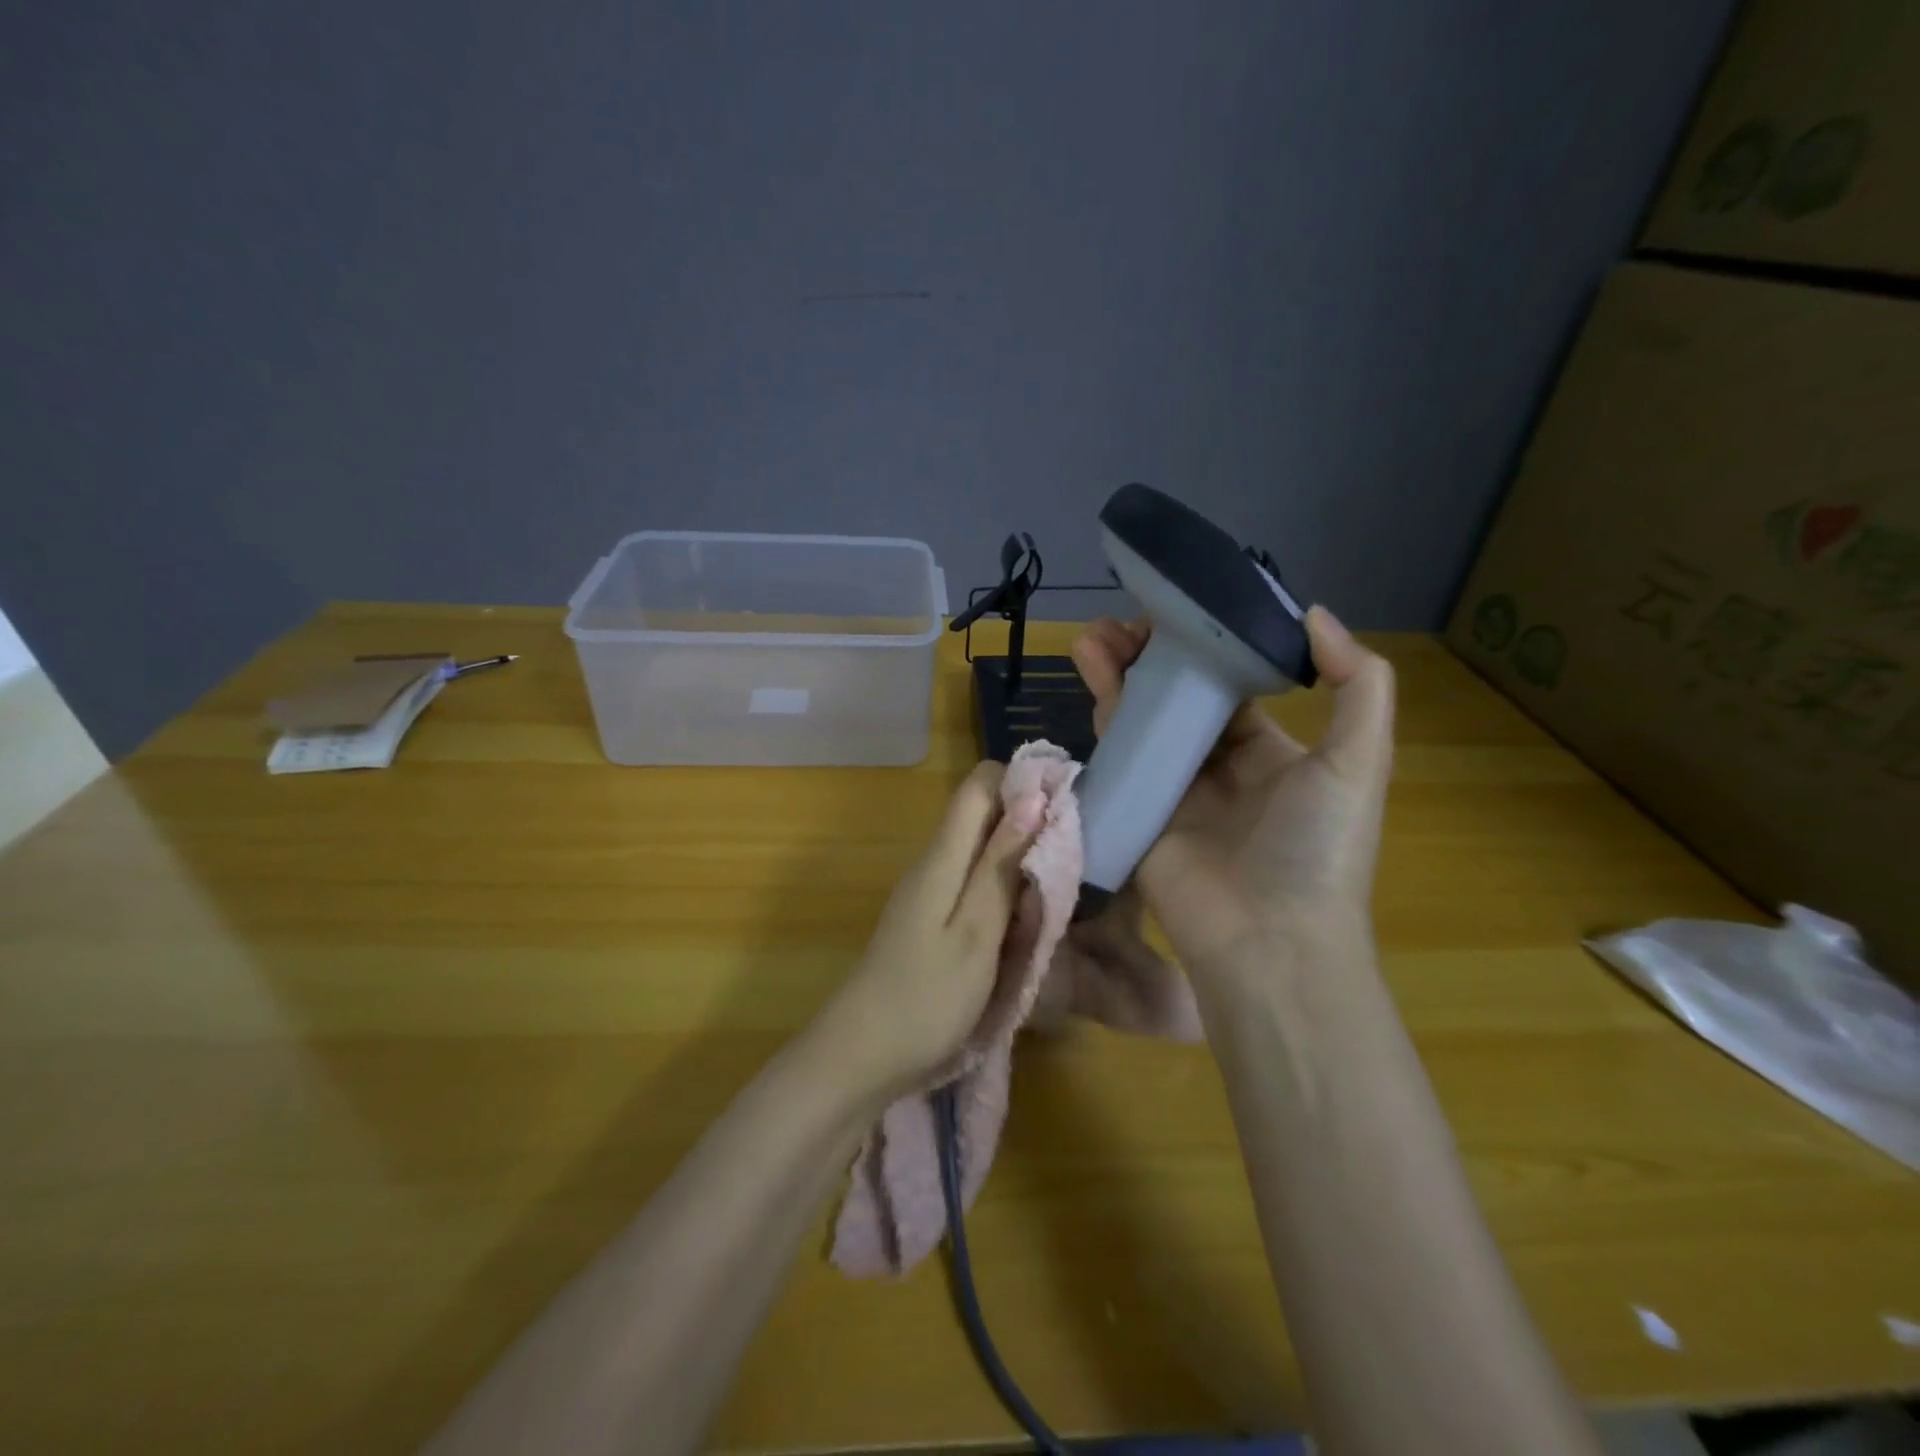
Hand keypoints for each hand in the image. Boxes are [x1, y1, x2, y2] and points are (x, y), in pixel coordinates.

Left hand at [816, 762, 1045, 1098]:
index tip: (1067, 803)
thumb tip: (1033, 798)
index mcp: (942, 857)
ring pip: (981, 851)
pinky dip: (1004, 891)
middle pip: (983, 814)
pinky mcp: (930, 921)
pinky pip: (973, 885)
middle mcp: (933, 863)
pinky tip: (1026, 920)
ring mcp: (929, 893)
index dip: (1022, 781)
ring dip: (1020, 859)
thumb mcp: (976, 932)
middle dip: (1030, 823)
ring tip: (1060, 888)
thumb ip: (1002, 865)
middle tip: (1076, 854)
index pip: (980, 784)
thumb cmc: (926, 998)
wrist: (861, 1057)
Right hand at [1071, 606, 1394, 970]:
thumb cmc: (1318, 846)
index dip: (1205, 650)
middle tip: (1121, 620)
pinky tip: (1090, 673)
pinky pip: (1118, 756)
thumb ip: (1358, 683)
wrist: (1268, 940)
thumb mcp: (1359, 761)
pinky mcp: (1138, 812)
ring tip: (1092, 634)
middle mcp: (1217, 768)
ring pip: (1141, 721)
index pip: (1230, 688)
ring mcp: (1172, 791)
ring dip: (1118, 676)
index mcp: (1269, 753)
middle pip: (1176, 700)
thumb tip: (1315, 614)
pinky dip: (1103, 714)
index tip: (1181, 611)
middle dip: (1150, 658)